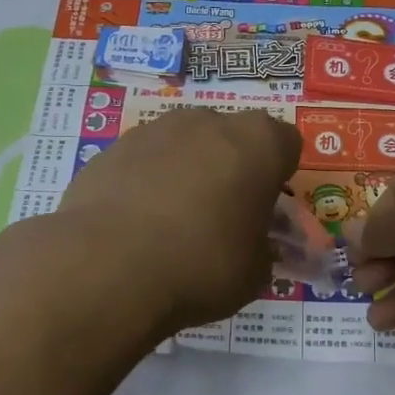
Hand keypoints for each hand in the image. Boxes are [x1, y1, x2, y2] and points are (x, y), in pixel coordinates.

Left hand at [56, 107, 300, 333]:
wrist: (108, 267)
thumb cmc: (202, 265)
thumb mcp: (255, 272)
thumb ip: (262, 248)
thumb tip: (253, 246)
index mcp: (258, 144)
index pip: (286, 144)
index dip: (279, 176)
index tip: (266, 209)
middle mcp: (209, 122)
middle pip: (232, 137)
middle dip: (232, 168)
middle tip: (223, 215)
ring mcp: (155, 130)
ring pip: (185, 144)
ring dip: (187, 171)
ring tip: (173, 223)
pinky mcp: (112, 148)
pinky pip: (143, 161)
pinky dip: (145, 183)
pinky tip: (135, 225)